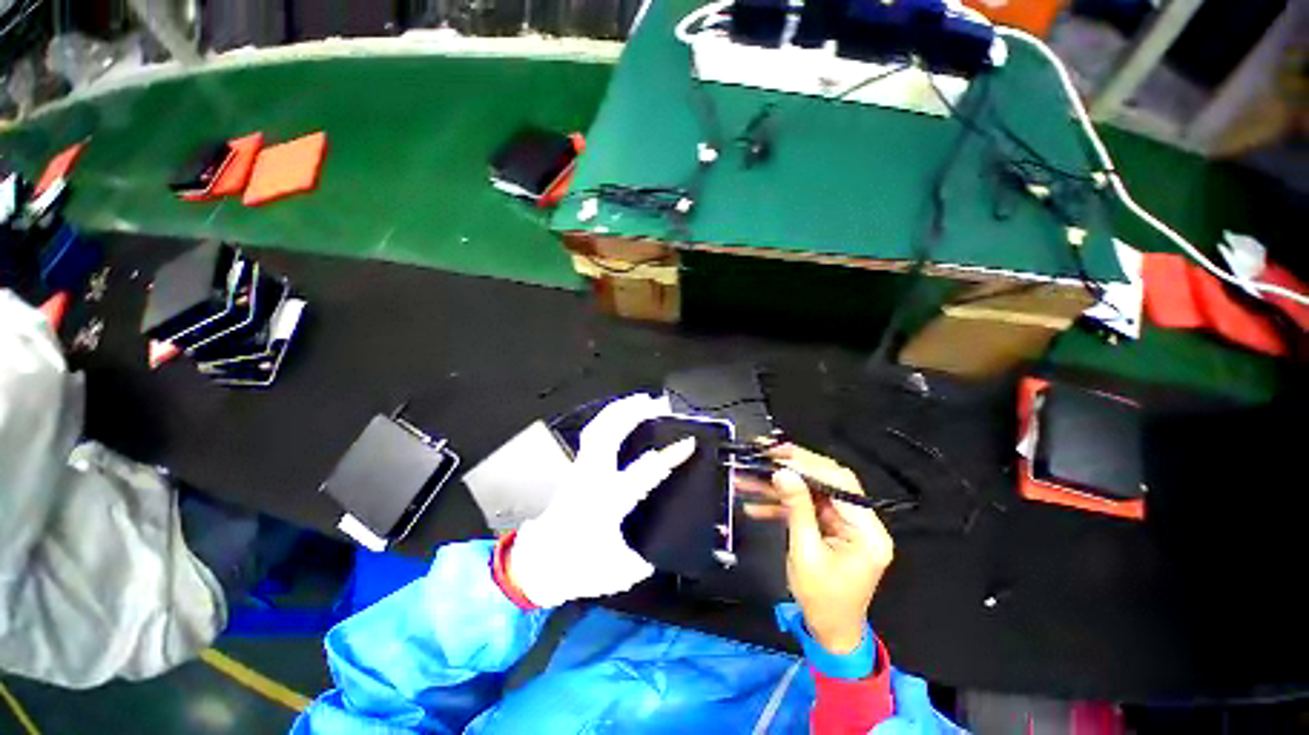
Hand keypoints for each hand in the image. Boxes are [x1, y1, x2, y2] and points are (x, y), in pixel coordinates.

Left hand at [509, 394, 695, 608]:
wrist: (538, 564)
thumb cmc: (576, 567)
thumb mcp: (618, 571)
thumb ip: (642, 558)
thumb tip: (656, 549)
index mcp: (607, 502)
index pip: (644, 472)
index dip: (670, 456)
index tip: (689, 443)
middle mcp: (592, 478)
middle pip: (610, 434)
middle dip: (635, 413)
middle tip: (658, 404)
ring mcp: (581, 469)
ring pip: (598, 428)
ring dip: (620, 410)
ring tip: (641, 400)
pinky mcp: (577, 467)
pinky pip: (593, 434)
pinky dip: (608, 419)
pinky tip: (620, 415)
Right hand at [736, 444, 893, 653]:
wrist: (828, 632)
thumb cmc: (822, 600)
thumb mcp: (805, 553)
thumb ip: (796, 509)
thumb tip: (782, 472)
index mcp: (867, 531)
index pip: (842, 485)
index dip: (810, 467)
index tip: (779, 456)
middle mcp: (861, 521)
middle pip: (828, 481)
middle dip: (795, 466)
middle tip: (766, 454)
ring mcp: (845, 523)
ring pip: (812, 491)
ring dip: (781, 485)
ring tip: (750, 475)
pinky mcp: (831, 527)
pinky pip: (806, 507)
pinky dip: (781, 503)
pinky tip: (755, 503)